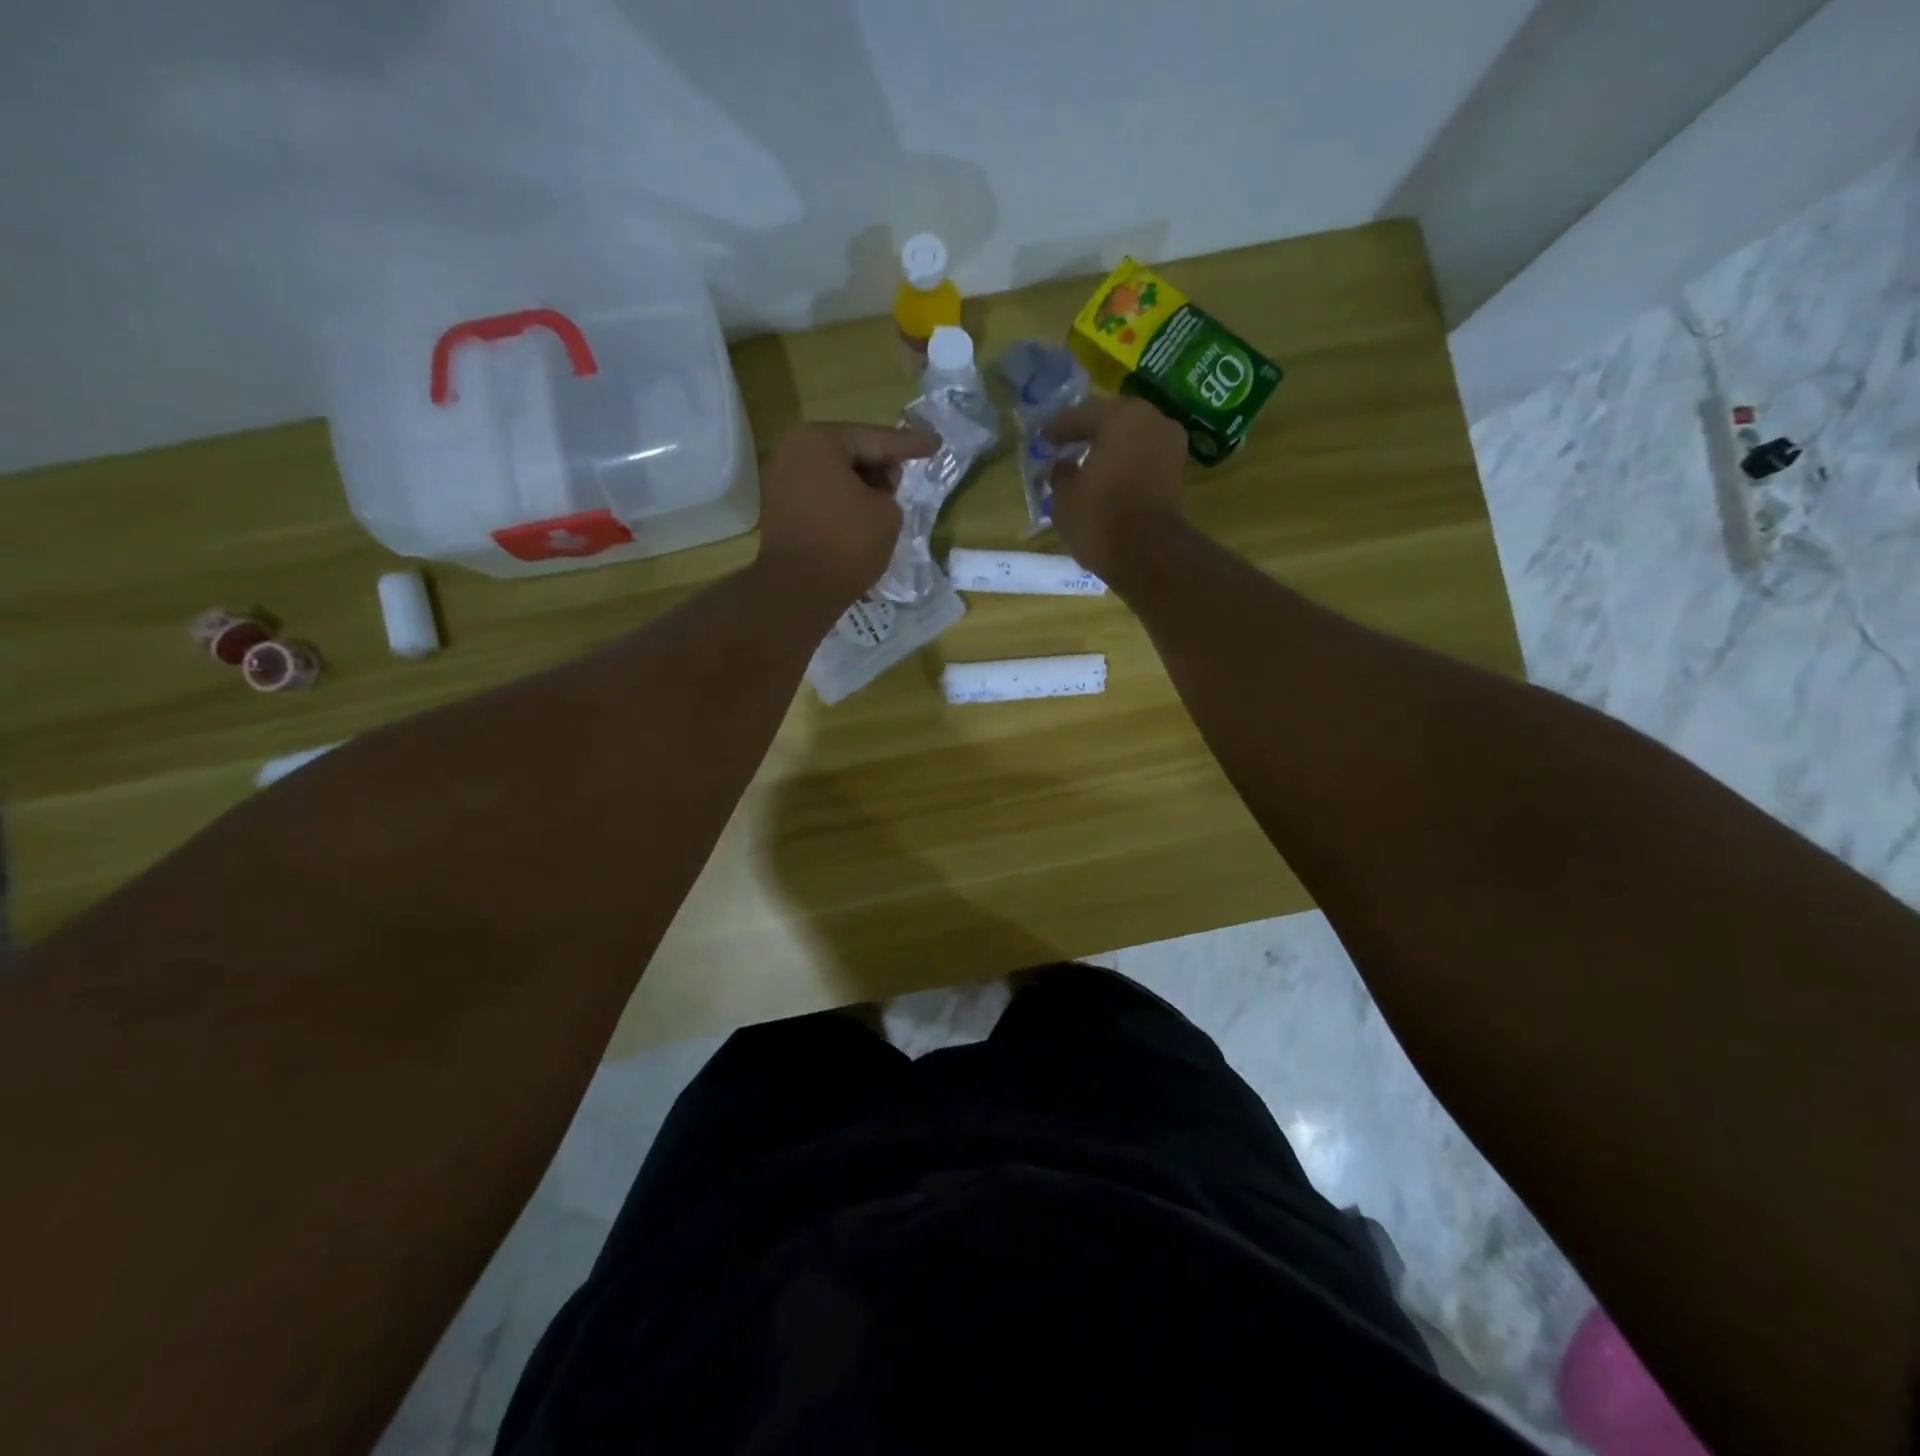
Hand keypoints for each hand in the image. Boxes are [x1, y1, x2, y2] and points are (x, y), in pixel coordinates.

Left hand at [753, 422, 938, 613]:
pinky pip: (821, 495)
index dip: (910, 444)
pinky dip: (843, 502)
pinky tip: (863, 515)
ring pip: (835, 474)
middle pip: (851, 451)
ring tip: (887, 502)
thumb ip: (889, 491)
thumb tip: (874, 495)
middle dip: (881, 464)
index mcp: (820, 441)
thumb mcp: (887, 513)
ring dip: (862, 485)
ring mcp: (781, 480)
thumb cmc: (846, 543)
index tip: (935, 442)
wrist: (798, 590)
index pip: (876, 439)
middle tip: (905, 478)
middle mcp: (794, 451)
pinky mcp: (779, 508)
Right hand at [1043, 397, 1188, 582]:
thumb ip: (1060, 473)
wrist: (1148, 554)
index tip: (1042, 438)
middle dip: (1088, 432)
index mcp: (1121, 417)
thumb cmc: (1100, 518)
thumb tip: (1063, 466)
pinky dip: (1125, 462)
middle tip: (1065, 443)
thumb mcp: (1064, 496)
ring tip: (1086, 460)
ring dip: (1109, 447)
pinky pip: (1143, 456)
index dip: (1058, 429)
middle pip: (1112, 420)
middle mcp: (1151, 420)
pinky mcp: (1176, 472)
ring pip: (1131, 437)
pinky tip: (1107, 475)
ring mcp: (1170, 445)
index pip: (1081, 415)